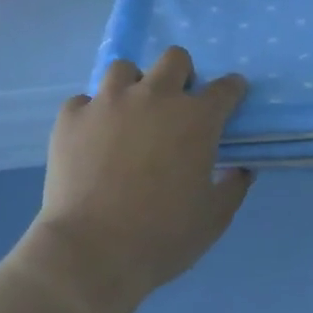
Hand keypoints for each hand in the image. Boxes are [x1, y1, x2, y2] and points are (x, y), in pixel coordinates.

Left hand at [24, 48, 250, 312]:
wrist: (91, 254)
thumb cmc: (162, 237)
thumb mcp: (214, 218)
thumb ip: (233, 186)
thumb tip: (240, 169)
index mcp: (196, 118)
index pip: (225, 87)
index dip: (231, 91)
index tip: (230, 99)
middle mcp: (155, 96)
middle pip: (175, 59)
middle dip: (181, 75)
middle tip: (175, 107)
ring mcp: (109, 102)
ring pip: (124, 69)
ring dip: (133, 86)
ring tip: (129, 115)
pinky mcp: (72, 117)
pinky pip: (84, 100)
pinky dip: (91, 114)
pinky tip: (92, 138)